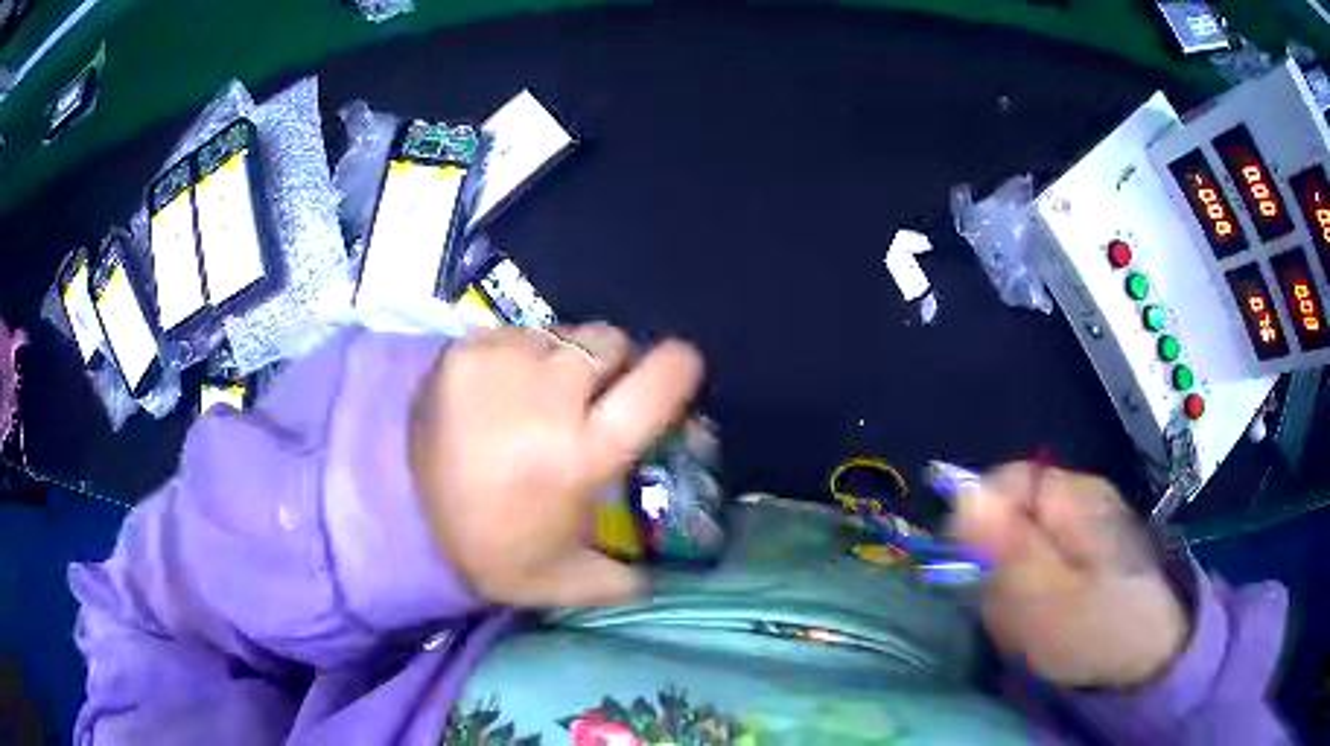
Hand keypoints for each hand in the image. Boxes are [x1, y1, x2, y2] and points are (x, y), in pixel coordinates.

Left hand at [409, 324, 703, 607]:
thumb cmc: (486, 549)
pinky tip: (497, 393)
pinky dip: (519, 357)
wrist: (395, 514)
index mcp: (586, 453)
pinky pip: (515, 336)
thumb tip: (659, 577)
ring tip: (535, 397)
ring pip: (562, 335)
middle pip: (611, 342)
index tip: (677, 372)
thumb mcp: (561, 581)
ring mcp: (504, 363)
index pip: (659, 382)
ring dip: (563, 360)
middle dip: (614, 363)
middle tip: (592, 395)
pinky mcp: (465, 349)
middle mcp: (552, 395)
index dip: (680, 368)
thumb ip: (622, 582)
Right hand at [952, 462, 1189, 688]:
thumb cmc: (1097, 631)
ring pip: (1021, 542)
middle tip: (1011, 607)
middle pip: (1009, 513)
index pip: (1003, 481)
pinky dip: (1032, 591)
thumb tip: (961, 492)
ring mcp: (1086, 524)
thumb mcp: (1044, 597)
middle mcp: (1080, 498)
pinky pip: (1040, 562)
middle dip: (997, 562)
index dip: (977, 522)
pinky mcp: (1087, 551)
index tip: (973, 573)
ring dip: (1013, 583)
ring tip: (1031, 619)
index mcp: (1073, 497)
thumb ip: (1005, 545)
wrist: (1149, 659)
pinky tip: (1046, 616)